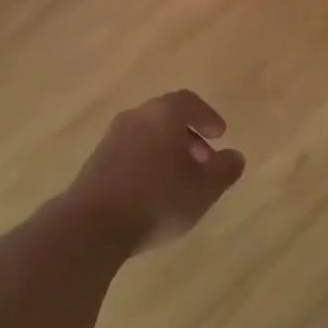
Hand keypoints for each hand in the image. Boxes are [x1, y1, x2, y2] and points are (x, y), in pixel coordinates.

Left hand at [66, 91, 246, 253]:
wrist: (92, 225)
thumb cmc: (157, 199)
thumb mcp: (204, 189)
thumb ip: (225, 170)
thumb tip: (235, 157)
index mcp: (164, 113)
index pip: (190, 102)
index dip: (208, 117)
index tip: (220, 135)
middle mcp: (136, 116)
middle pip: (167, 117)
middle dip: (189, 137)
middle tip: (204, 162)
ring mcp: (112, 138)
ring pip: (148, 136)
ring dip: (167, 152)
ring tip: (180, 181)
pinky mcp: (95, 162)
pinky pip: (130, 153)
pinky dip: (147, 163)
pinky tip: (153, 192)